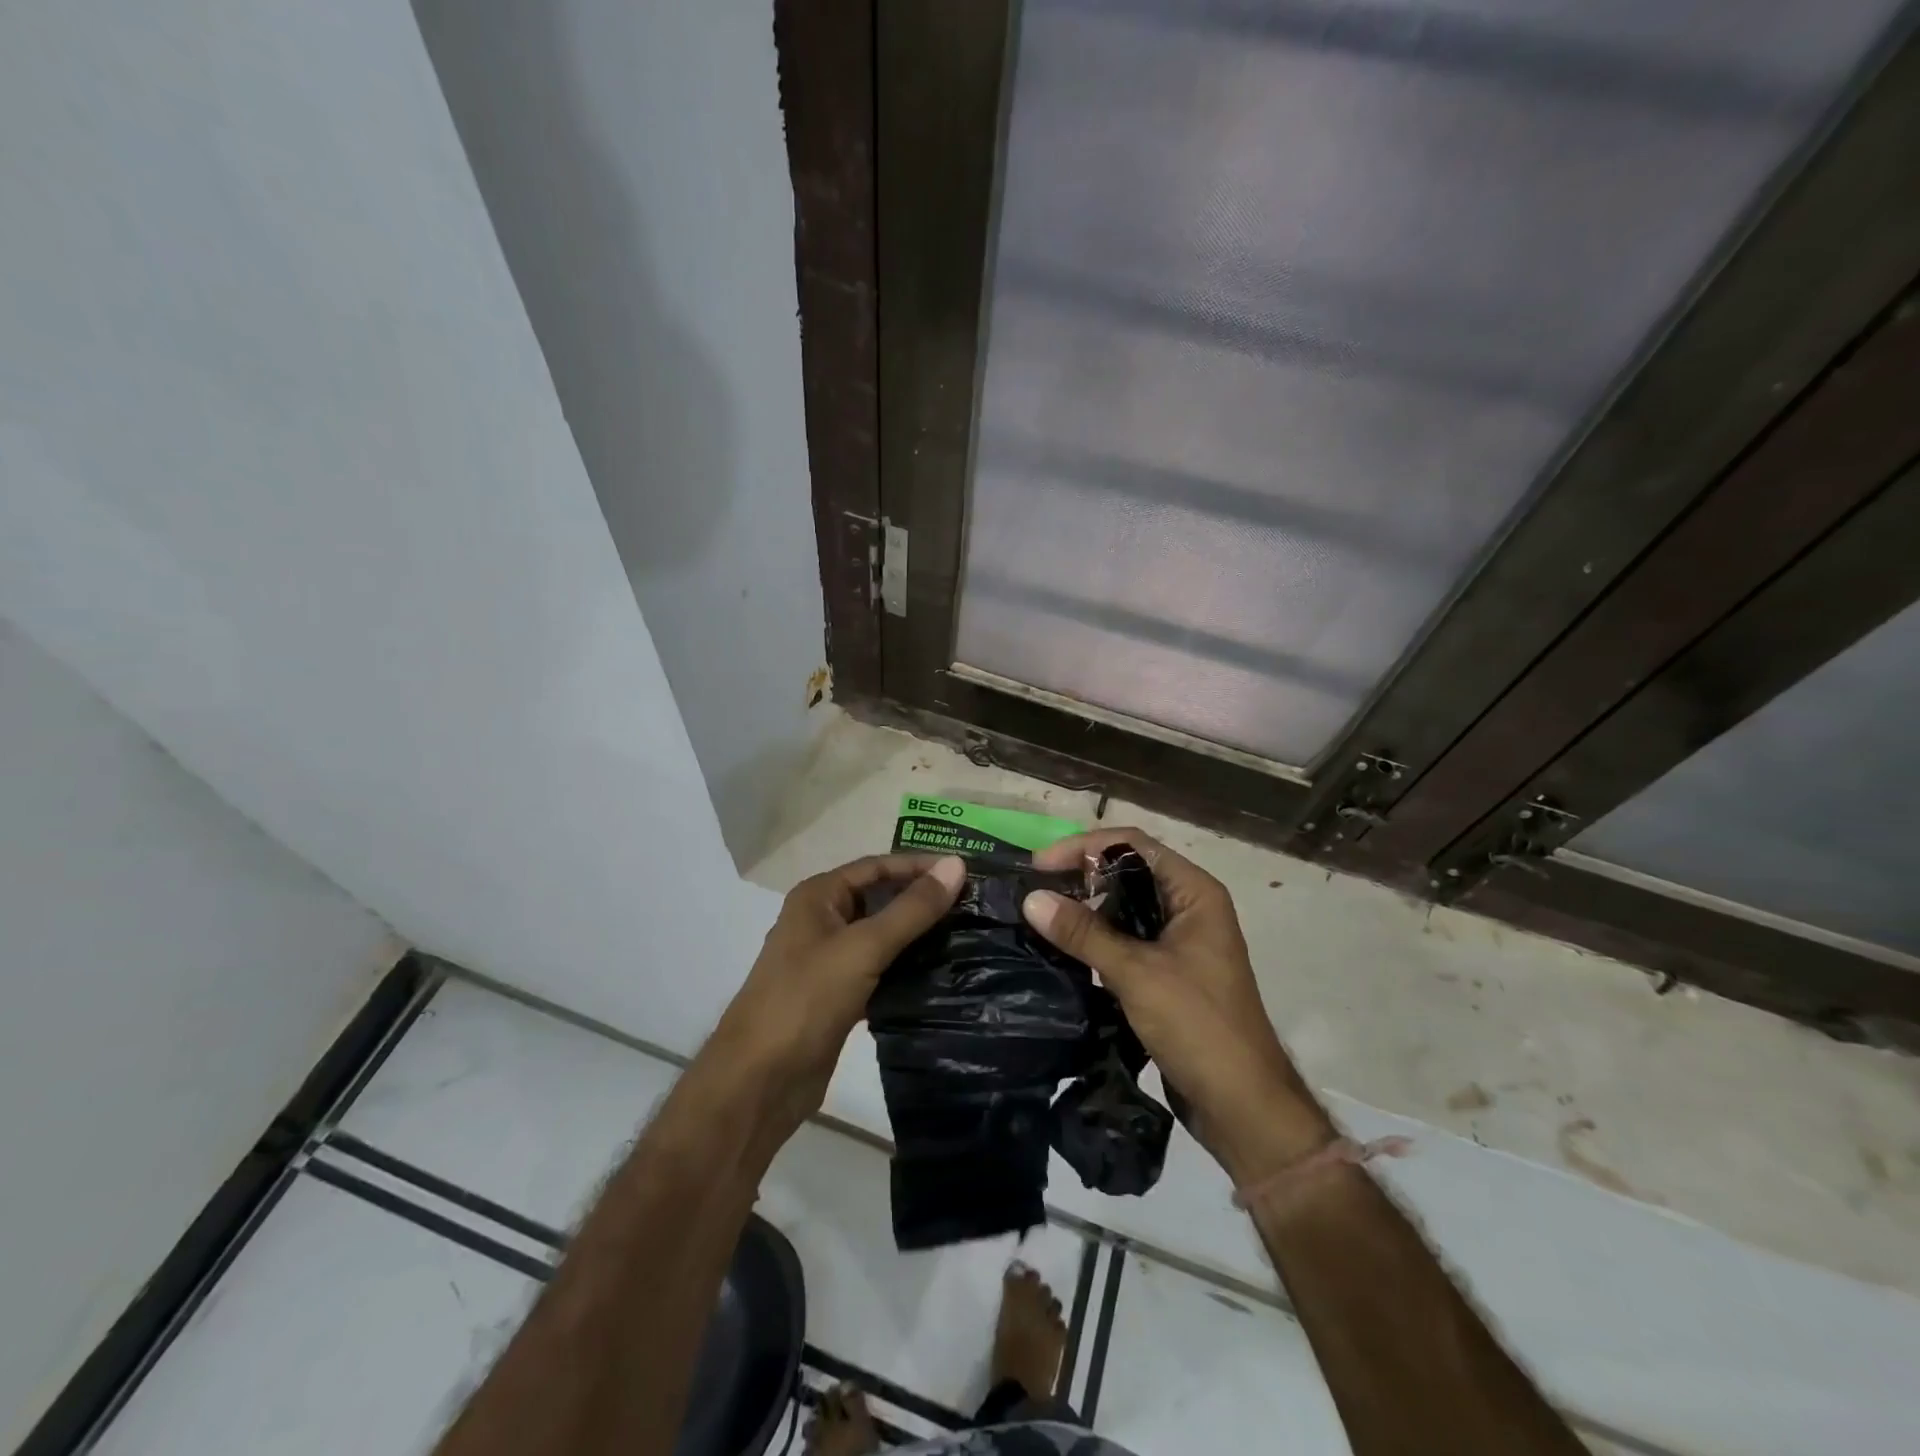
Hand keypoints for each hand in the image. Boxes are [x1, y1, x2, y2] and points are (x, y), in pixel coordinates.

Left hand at [714, 854, 965, 1125]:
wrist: (759, 1081)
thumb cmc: (806, 999)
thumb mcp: (863, 947)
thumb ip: (912, 908)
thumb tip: (956, 866)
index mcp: (818, 897)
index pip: (877, 867)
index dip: (919, 865)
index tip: (966, 872)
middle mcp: (822, 921)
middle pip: (880, 899)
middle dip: (922, 900)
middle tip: (974, 904)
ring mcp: (829, 961)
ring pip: (882, 937)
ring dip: (919, 936)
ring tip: (967, 935)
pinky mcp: (839, 997)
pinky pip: (880, 970)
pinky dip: (907, 969)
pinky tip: (942, 974)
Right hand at [1022, 830, 1333, 1182]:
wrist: (1242, 1106)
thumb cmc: (1198, 1026)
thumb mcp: (1137, 973)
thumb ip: (1084, 933)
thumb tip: (1031, 899)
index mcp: (1194, 892)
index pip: (1132, 845)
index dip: (1083, 847)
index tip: (1039, 865)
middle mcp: (1189, 908)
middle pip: (1127, 873)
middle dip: (1080, 876)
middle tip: (1034, 890)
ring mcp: (1180, 942)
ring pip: (1124, 909)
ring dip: (1085, 909)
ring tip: (1040, 915)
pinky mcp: (1168, 973)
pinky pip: (1126, 941)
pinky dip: (1096, 939)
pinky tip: (1063, 948)